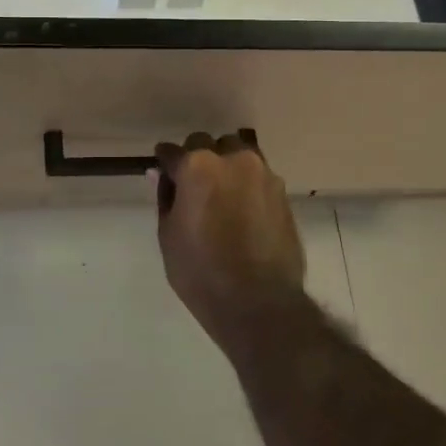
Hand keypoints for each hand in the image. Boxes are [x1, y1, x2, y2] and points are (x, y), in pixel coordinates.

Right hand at [154, 132, 306, 352]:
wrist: (259, 301)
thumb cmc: (201, 272)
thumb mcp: (168, 236)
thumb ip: (166, 198)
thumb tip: (162, 176)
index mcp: (197, 166)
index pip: (173, 152)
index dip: (165, 162)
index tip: (163, 171)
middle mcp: (232, 159)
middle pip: (208, 144)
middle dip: (197, 158)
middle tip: (192, 187)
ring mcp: (262, 173)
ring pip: (238, 154)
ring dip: (226, 166)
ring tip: (221, 195)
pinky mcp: (282, 192)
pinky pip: (258, 176)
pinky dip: (246, 184)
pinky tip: (242, 210)